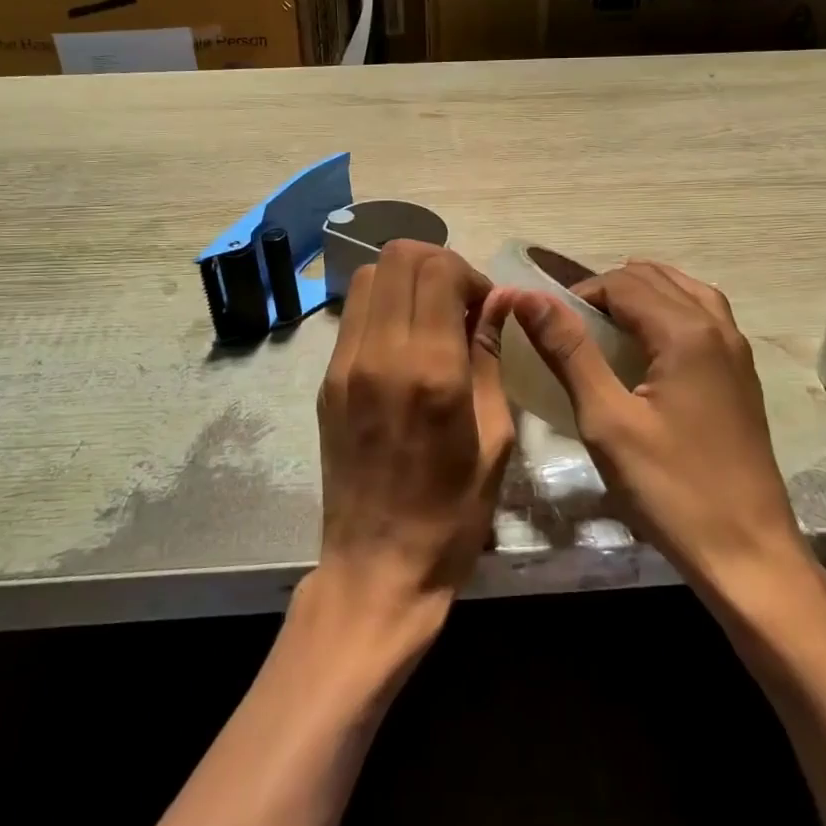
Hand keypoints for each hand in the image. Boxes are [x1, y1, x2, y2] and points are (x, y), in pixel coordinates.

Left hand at [313, 241, 515, 636]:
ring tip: (431, 318)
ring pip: (368, 276)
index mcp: (430, 370)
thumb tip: (498, 301)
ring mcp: (344, 365)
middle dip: (437, 264)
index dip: (469, 273)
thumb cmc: (452, 513)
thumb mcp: (495, 436)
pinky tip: (405, 342)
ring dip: (406, 280)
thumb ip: (491, 356)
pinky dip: (383, 306)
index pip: (437, 269)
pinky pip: (354, 313)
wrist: (377, 568)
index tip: (485, 306)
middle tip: (460, 304)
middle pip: (397, 257)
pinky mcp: (326, 380)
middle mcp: (380, 354)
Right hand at [508, 260, 807, 585]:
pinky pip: (704, 316)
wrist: (748, 554)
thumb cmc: (670, 488)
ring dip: (641, 294)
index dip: (579, 295)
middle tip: (570, 327)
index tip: (548, 327)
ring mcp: (736, 350)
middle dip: (607, 290)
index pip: (622, 283)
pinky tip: (650, 343)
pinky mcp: (741, 375)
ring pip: (684, 291)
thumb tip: (529, 297)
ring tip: (605, 324)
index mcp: (686, 332)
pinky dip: (670, 310)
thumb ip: (569, 351)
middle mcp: (717, 327)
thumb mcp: (607, 420)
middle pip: (654, 279)